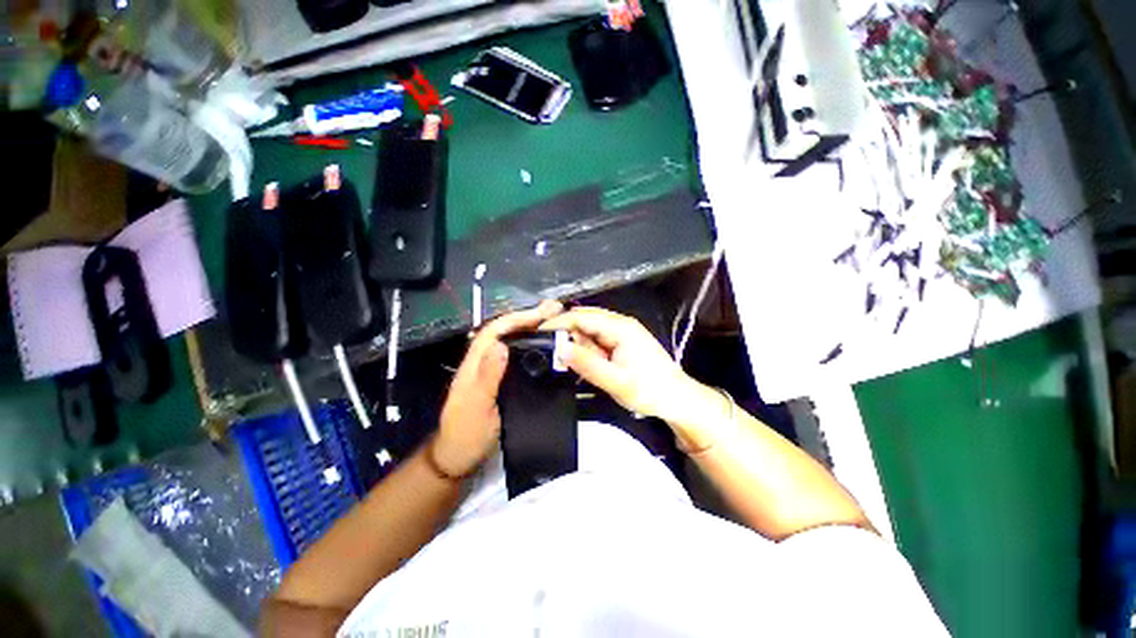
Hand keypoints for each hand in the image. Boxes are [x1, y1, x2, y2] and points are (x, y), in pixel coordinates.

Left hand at [434, 300, 563, 476]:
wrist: (457, 457)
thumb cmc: (465, 435)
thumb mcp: (476, 408)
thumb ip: (488, 377)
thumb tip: (502, 345)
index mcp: (473, 363)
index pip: (494, 331)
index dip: (517, 318)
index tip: (541, 313)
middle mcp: (481, 360)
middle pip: (503, 330)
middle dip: (527, 317)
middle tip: (554, 309)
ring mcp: (490, 369)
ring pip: (510, 340)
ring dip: (529, 327)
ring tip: (553, 320)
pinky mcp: (499, 379)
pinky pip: (515, 355)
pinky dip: (529, 344)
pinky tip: (544, 344)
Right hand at [539, 307, 701, 424]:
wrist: (676, 399)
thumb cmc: (650, 391)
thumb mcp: (616, 382)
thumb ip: (588, 365)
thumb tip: (560, 348)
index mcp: (620, 327)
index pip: (582, 317)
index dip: (558, 323)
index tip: (537, 334)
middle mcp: (620, 324)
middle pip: (584, 320)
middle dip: (566, 335)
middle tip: (552, 354)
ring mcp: (621, 332)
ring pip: (589, 331)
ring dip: (578, 345)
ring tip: (574, 365)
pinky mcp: (621, 342)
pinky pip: (597, 340)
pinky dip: (587, 351)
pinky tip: (586, 364)